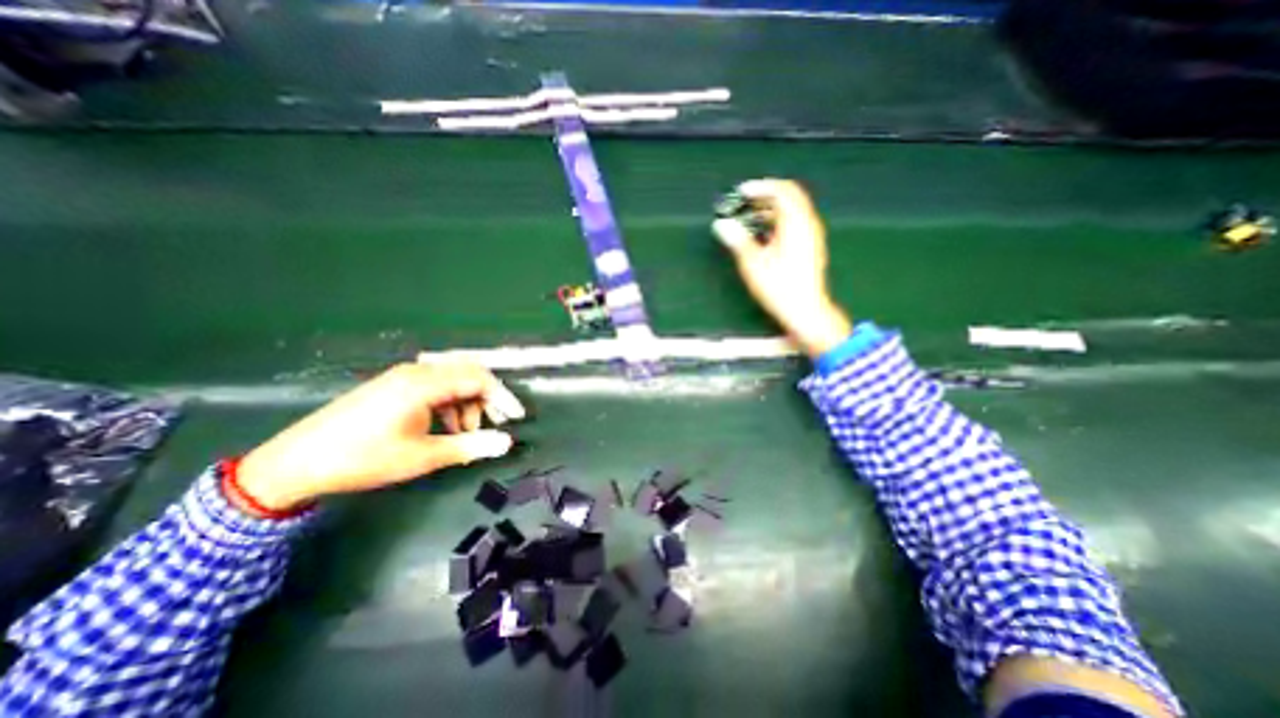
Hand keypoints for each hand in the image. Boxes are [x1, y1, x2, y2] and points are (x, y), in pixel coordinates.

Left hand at [233, 360, 525, 512]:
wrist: (295, 463)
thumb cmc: (364, 458)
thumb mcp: (423, 456)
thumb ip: (469, 446)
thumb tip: (506, 443)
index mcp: (425, 383)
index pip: (479, 379)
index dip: (502, 397)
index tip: (516, 418)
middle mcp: (417, 372)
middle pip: (468, 374)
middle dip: (487, 399)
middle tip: (496, 424)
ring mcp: (403, 377)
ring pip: (452, 380)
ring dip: (467, 403)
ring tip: (467, 432)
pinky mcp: (393, 386)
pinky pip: (434, 387)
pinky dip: (449, 404)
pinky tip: (445, 426)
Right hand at [710, 180, 845, 359]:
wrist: (805, 310)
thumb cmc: (779, 287)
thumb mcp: (753, 264)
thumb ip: (738, 241)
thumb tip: (722, 225)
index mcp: (796, 224)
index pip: (782, 190)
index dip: (761, 187)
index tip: (741, 192)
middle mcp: (808, 224)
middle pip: (790, 196)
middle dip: (766, 194)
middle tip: (745, 200)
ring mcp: (811, 236)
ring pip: (793, 210)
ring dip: (771, 208)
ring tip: (749, 216)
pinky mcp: (810, 247)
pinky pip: (795, 222)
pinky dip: (778, 220)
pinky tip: (763, 233)